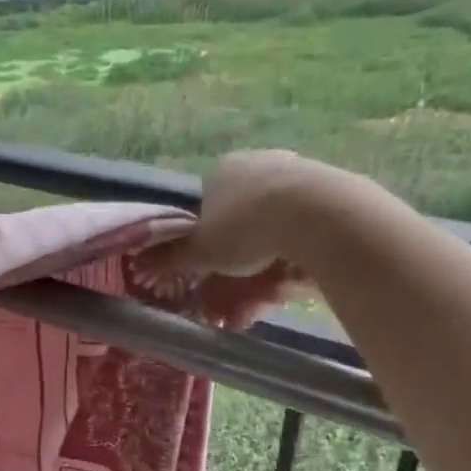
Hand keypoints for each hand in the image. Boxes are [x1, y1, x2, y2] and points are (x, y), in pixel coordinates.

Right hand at [142, 152, 319, 325]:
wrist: (319, 215)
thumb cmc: (246, 227)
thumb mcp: (200, 250)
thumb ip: (171, 258)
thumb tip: (138, 264)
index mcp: (223, 171)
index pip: (206, 205)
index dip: (205, 239)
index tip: (209, 267)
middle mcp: (259, 165)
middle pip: (242, 221)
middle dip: (236, 265)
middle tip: (233, 297)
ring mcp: (299, 176)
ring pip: (274, 232)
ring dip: (263, 273)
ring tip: (259, 306)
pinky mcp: (332, 193)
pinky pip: (304, 234)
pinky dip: (294, 264)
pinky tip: (290, 289)